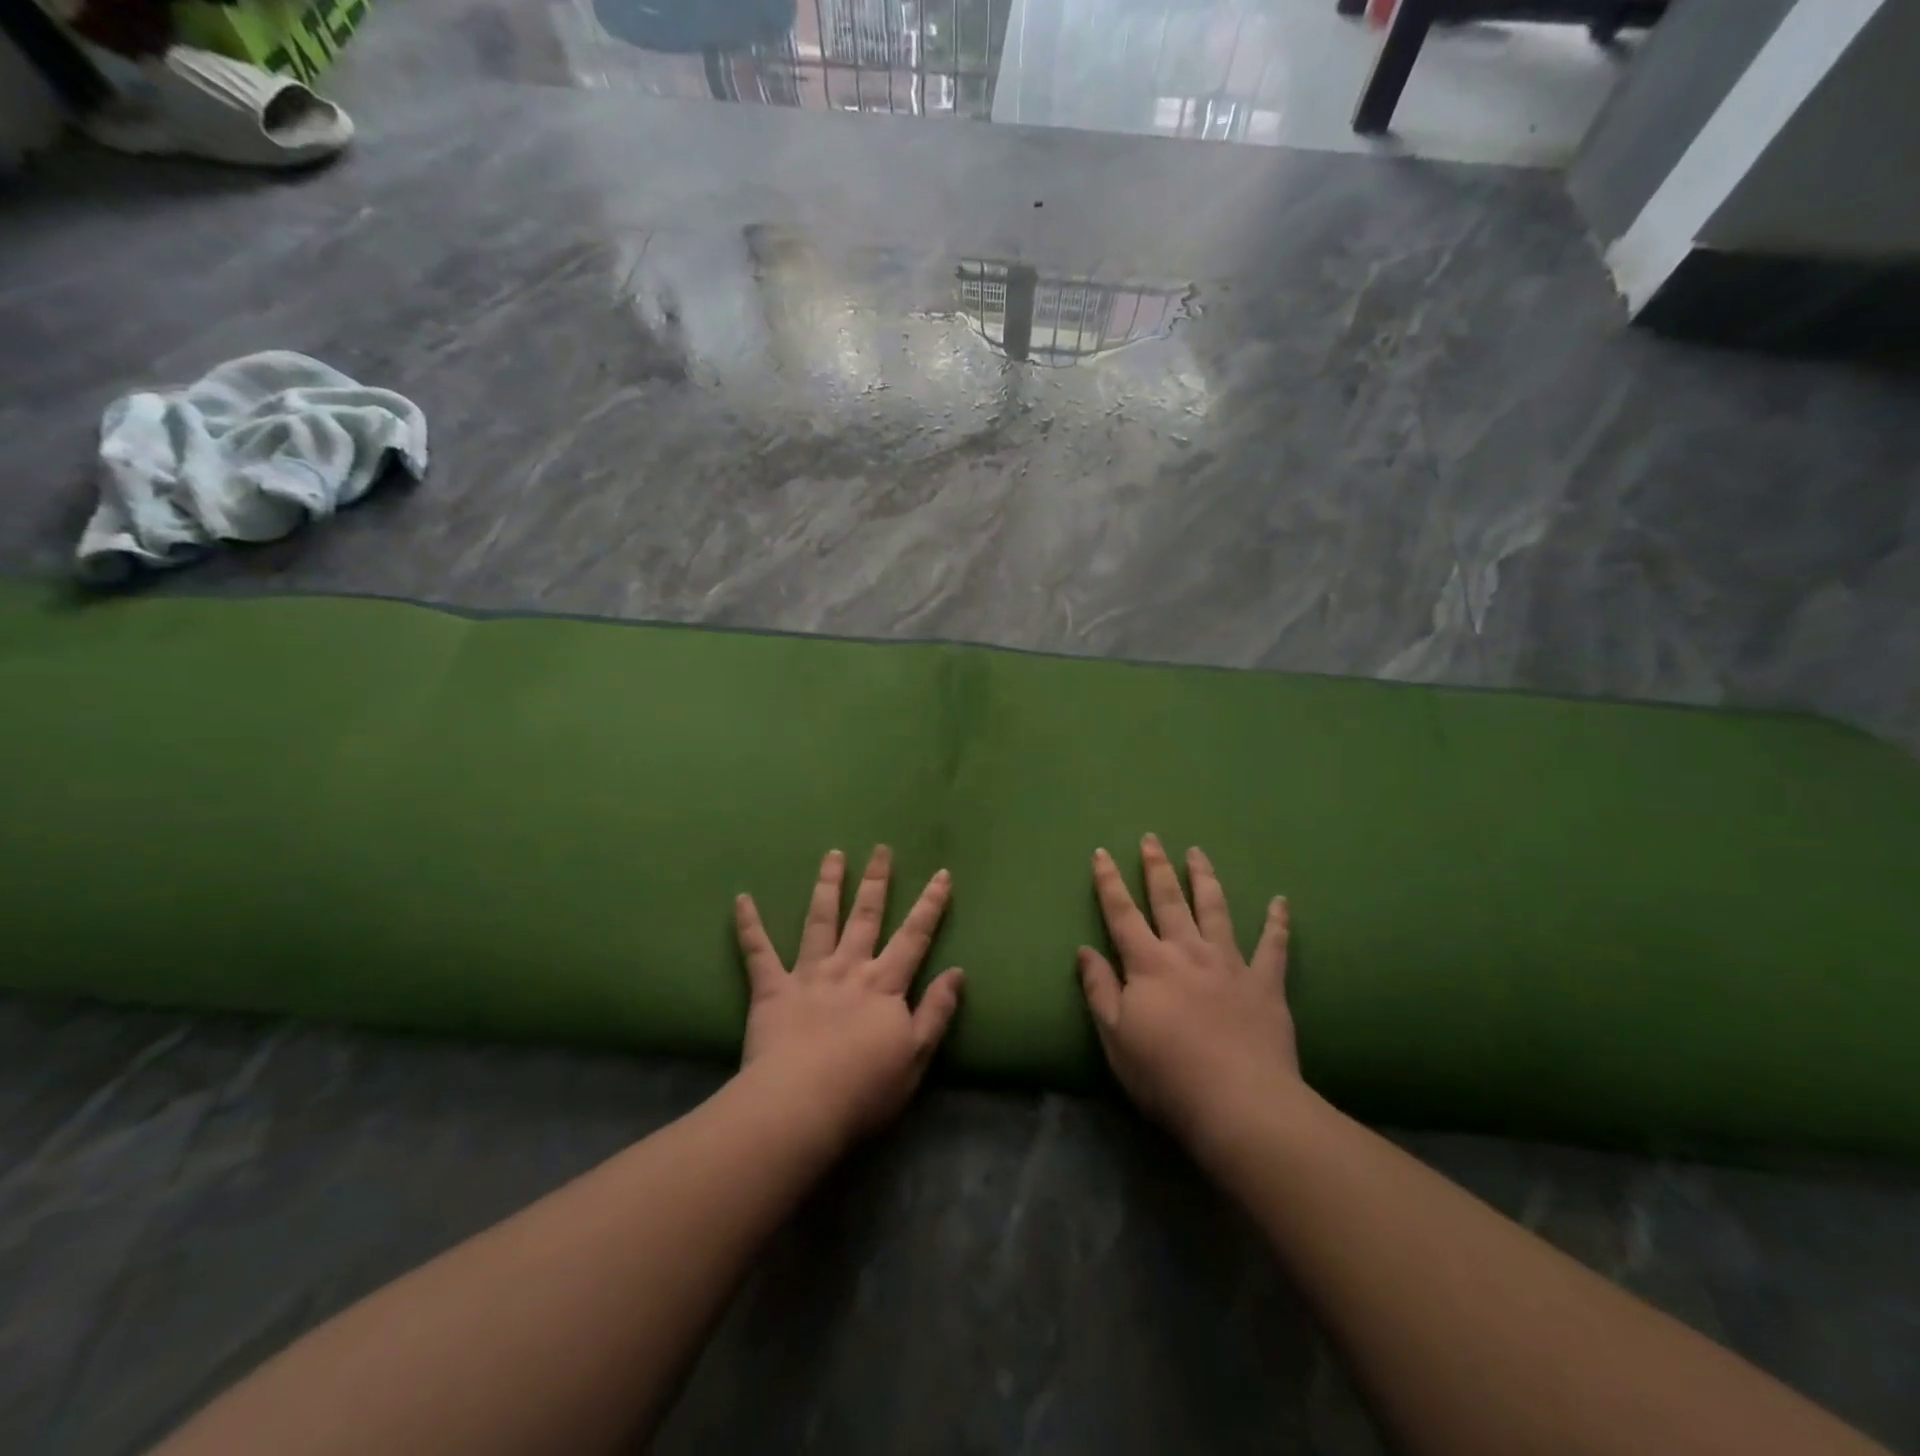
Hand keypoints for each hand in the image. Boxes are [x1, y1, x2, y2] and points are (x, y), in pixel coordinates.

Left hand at [734, 846, 964, 1149]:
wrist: (800, 1105)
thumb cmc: (864, 1088)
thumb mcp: (916, 1056)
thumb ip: (937, 1011)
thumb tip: (957, 972)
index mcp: (884, 984)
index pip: (914, 936)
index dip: (930, 905)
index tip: (941, 874)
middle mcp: (848, 968)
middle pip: (866, 916)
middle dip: (876, 881)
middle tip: (881, 849)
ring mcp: (808, 974)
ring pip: (820, 920)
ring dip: (827, 885)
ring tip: (832, 855)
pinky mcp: (771, 989)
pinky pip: (758, 952)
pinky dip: (749, 925)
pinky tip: (741, 899)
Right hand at [1077, 834, 1300, 1153]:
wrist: (1239, 1105)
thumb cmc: (1166, 1075)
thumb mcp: (1115, 1036)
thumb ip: (1099, 989)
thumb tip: (1085, 950)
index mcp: (1149, 964)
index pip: (1122, 914)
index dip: (1109, 883)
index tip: (1102, 853)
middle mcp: (1188, 952)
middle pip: (1169, 900)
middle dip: (1157, 867)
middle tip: (1152, 838)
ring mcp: (1230, 964)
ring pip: (1215, 910)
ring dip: (1205, 879)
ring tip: (1198, 853)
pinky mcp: (1265, 984)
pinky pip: (1274, 947)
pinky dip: (1277, 922)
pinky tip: (1281, 901)